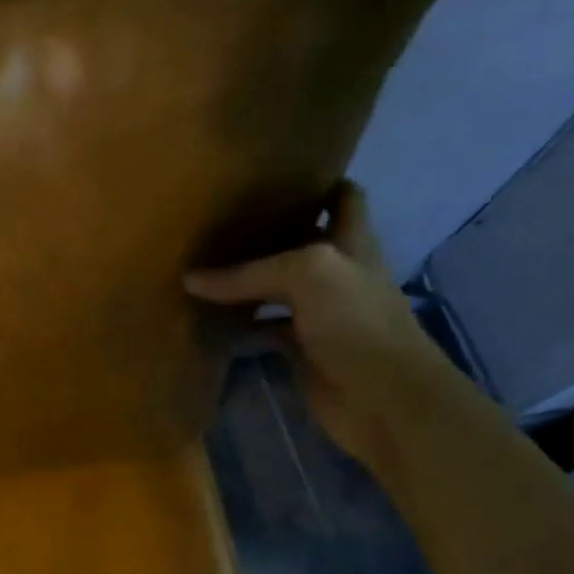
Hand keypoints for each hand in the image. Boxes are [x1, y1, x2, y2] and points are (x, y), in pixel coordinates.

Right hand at [184, 182, 459, 470]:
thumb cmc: (357, 323)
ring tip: (201, 264)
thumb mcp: (308, 275)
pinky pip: (262, 328)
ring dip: (245, 280)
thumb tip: (190, 279)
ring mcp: (318, 313)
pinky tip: (207, 318)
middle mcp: (336, 273)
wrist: (382, 398)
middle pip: (301, 241)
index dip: (317, 181)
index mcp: (351, 243)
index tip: (274, 175)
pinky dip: (238, 324)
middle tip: (219, 219)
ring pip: (276, 287)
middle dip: (267, 230)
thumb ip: (248, 273)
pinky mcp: (300, 348)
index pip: (343, 197)